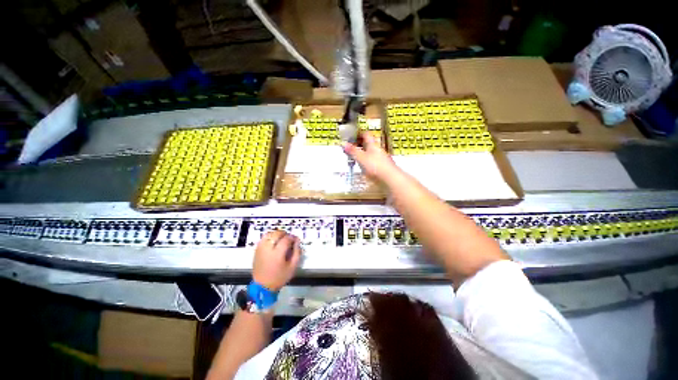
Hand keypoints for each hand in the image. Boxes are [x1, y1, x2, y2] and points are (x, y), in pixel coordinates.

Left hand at [252, 230, 301, 291]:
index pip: (286, 239)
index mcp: (277, 253)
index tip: (296, 240)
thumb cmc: (279, 277)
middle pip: (277, 234)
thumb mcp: (292, 268)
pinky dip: (270, 237)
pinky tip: (274, 242)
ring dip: (276, 234)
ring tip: (281, 239)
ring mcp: (261, 247)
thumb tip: (297, 243)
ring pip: (269, 234)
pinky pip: (264, 238)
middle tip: (289, 239)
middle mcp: (268, 247)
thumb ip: (296, 254)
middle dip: (284, 234)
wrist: (263, 284)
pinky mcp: (257, 249)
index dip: (292, 237)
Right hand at [343, 132, 399, 181]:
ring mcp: (382, 158)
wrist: (391, 179)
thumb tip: (343, 144)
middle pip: (368, 144)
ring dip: (363, 154)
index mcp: (373, 144)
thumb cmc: (376, 166)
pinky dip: (367, 162)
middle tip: (351, 148)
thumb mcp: (361, 158)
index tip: (351, 137)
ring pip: (371, 153)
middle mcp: (378, 149)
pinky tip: (364, 168)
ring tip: (355, 158)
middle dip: (359, 145)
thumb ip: (352, 151)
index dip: (358, 134)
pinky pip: (373, 161)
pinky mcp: (383, 167)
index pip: (366, 134)